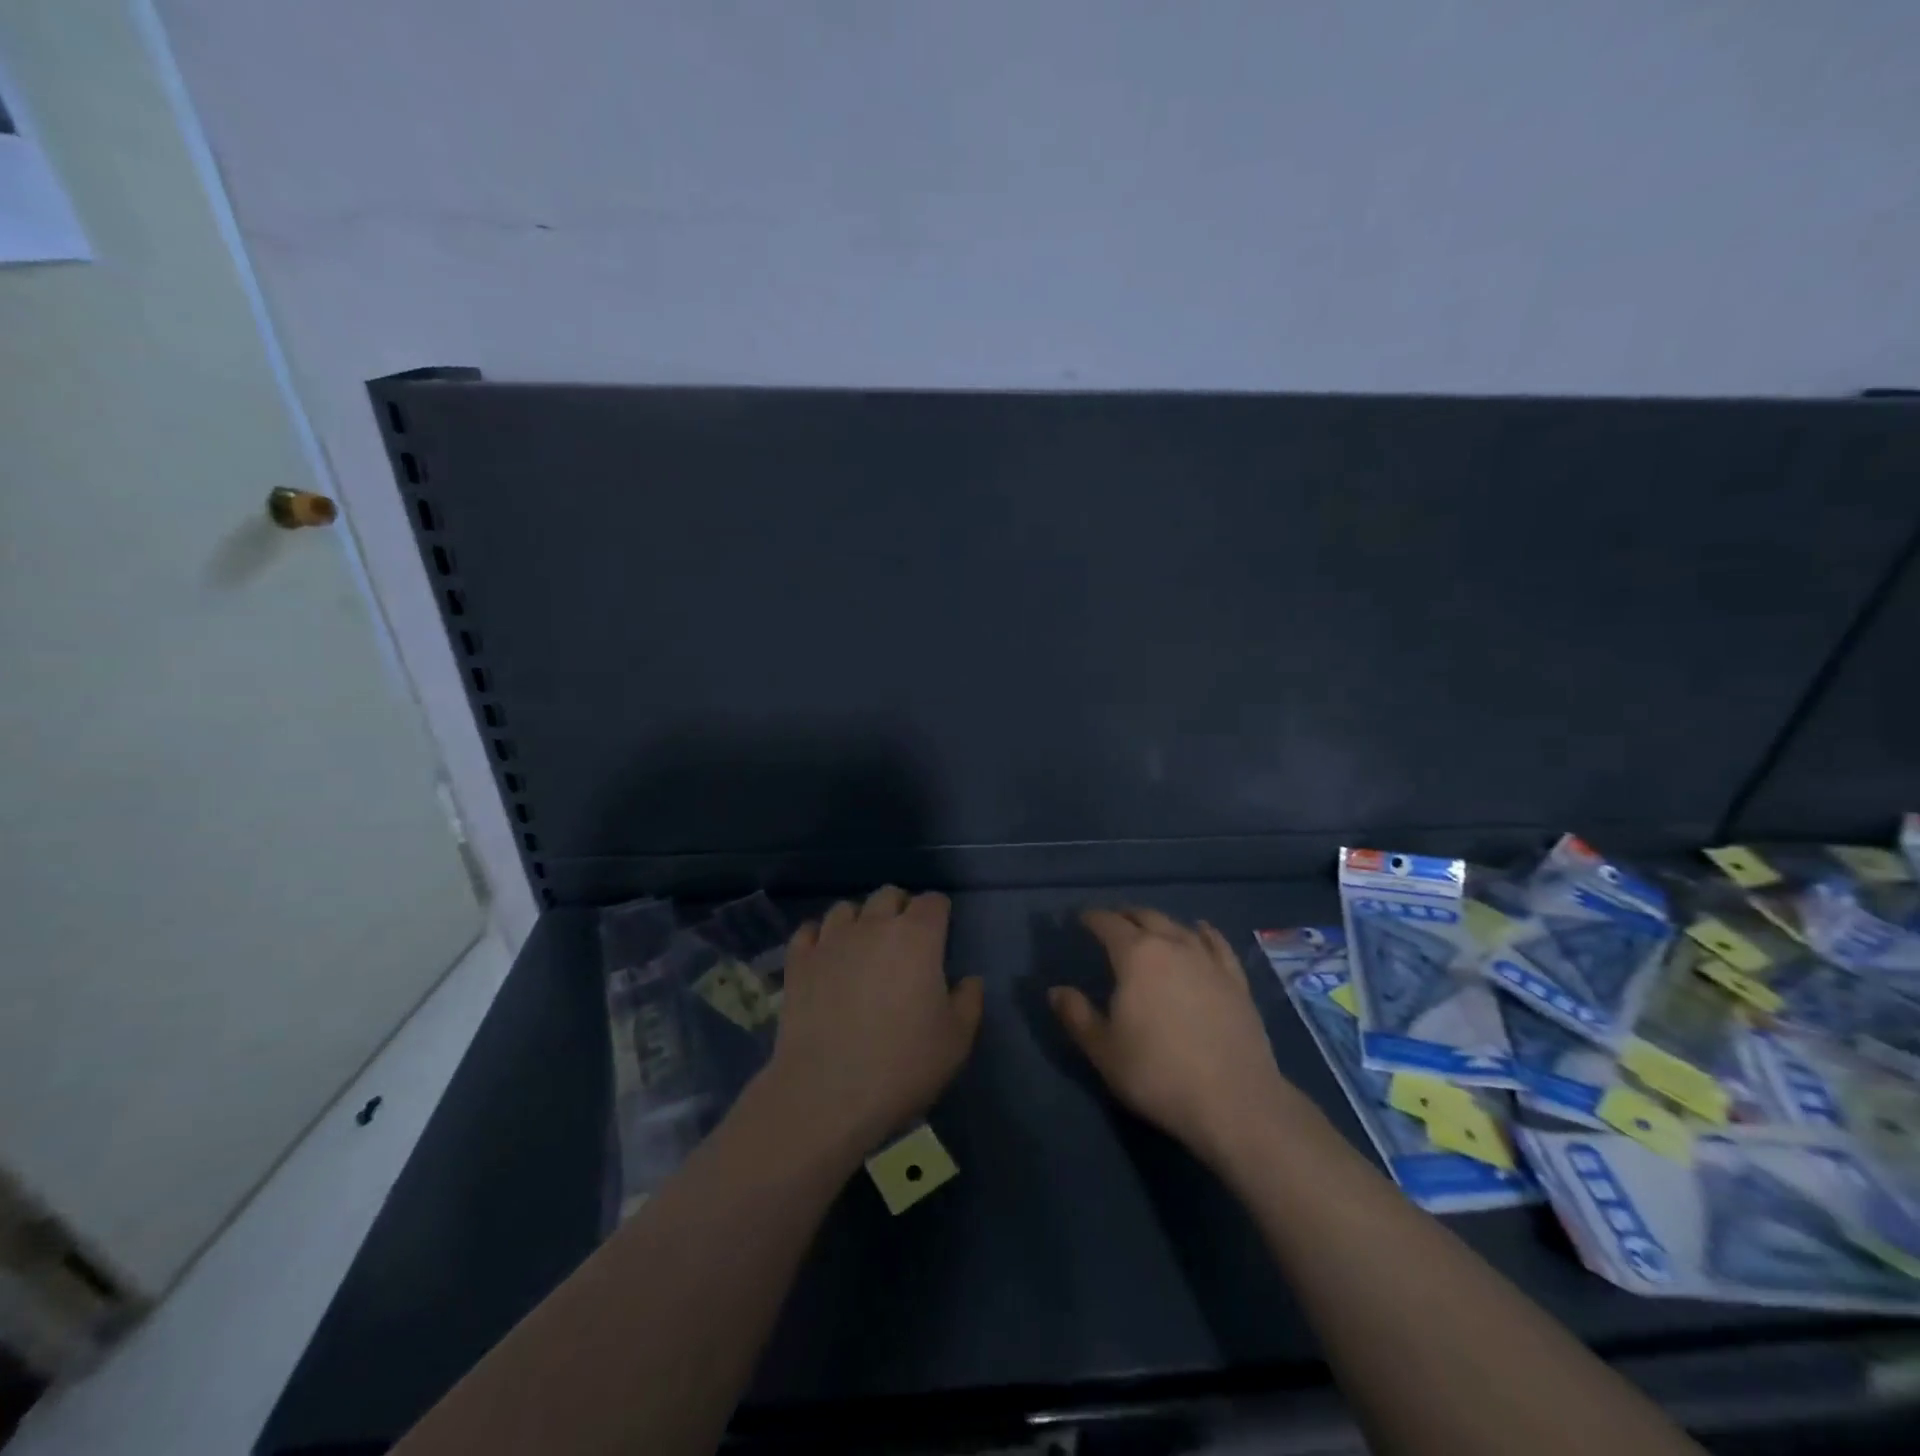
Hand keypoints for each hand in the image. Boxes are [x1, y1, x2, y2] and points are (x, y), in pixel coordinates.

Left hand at [762, 886, 982, 1156]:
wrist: (828, 1095)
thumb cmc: (903, 1066)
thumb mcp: (957, 1040)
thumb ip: (969, 1001)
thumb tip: (969, 980)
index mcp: (917, 937)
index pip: (933, 901)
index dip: (939, 913)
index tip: (941, 933)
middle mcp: (873, 926)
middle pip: (888, 894)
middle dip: (900, 908)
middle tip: (905, 939)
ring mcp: (830, 941)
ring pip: (846, 908)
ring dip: (859, 919)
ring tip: (863, 945)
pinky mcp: (798, 963)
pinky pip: (808, 930)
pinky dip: (819, 937)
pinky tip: (825, 956)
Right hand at [1050, 908, 1291, 1165]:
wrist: (1234, 1101)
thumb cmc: (1157, 1073)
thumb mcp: (1103, 1050)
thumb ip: (1077, 1016)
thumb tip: (1056, 991)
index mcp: (1135, 955)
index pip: (1108, 924)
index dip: (1092, 918)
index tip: (1082, 919)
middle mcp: (1172, 945)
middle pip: (1145, 917)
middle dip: (1125, 915)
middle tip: (1112, 922)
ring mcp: (1208, 960)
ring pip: (1179, 926)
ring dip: (1159, 922)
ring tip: (1149, 926)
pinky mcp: (1236, 980)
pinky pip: (1217, 944)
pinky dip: (1203, 933)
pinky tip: (1200, 931)